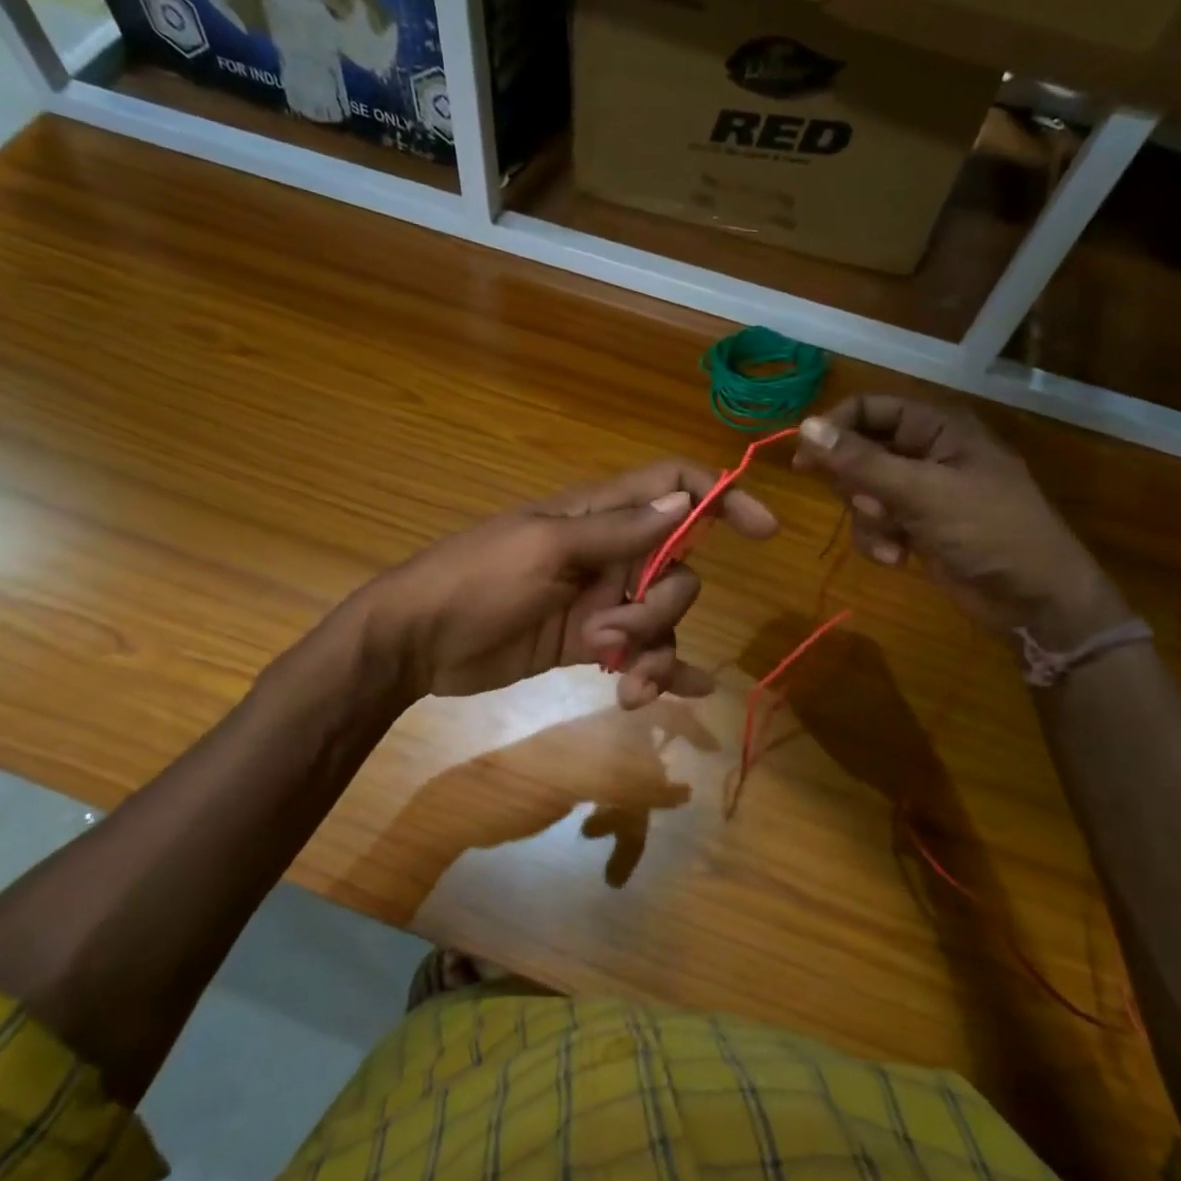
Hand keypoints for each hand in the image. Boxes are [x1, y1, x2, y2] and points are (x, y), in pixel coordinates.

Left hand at [357, 461, 778, 703]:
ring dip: (654, 652)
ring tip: (625, 682)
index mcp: (597, 514)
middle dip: (661, 607)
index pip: (672, 486)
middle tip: (613, 634)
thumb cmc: (475, 580)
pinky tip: (680, 695)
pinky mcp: (588, 643)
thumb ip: (617, 530)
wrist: (417, 642)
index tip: (762, 529)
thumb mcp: (545, 548)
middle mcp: (608, 552)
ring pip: (661, 618)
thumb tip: (686, 502)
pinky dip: (663, 671)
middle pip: (677, 567)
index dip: (720, 497)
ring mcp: (599, 600)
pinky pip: (640, 654)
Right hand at [793, 396, 1124, 643]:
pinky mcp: (916, 527)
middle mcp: (926, 453)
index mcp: (937, 428)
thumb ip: (861, 462)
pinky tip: (899, 559)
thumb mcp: (921, 493)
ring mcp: (920, 493)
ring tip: (894, 539)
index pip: (869, 410)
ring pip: (862, 494)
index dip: (834, 429)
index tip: (803, 459)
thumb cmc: (988, 531)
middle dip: (858, 487)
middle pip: (859, 454)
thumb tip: (805, 427)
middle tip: (869, 506)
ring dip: (869, 522)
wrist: (1033, 598)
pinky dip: (880, 542)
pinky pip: (875, 525)